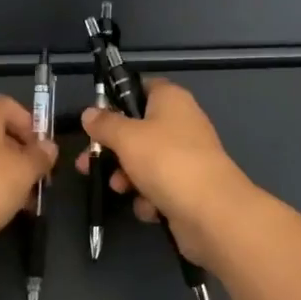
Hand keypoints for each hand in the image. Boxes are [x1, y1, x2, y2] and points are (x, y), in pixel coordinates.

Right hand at [76, 79, 258, 265]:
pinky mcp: (188, 188)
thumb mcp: (126, 137)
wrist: (212, 212)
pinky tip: (149, 207)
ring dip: (127, 177)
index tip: (97, 116)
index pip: (142, 87)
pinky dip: (149, 198)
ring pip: (144, 161)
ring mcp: (186, 157)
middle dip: (112, 149)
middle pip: (137, 129)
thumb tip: (89, 113)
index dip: (118, 98)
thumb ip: (104, 124)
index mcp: (171, 100)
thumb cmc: (166, 161)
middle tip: (88, 161)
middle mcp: (181, 123)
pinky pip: (159, 187)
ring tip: (119, 188)